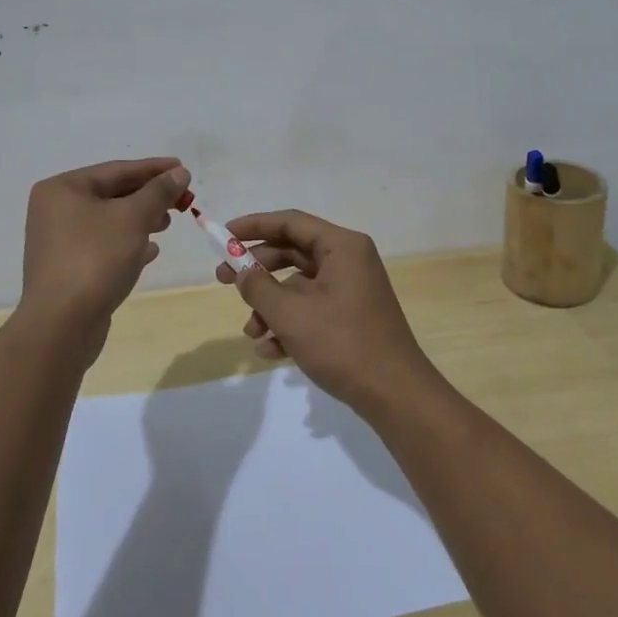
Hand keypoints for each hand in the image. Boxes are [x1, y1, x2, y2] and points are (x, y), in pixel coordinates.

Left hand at [21, 158, 189, 335]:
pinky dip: (128, 244)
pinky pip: (103, 246)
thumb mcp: (133, 218)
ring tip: (168, 224)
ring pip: (109, 222)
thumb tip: (180, 172)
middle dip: (148, 197)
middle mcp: (55, 211)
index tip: (183, 169)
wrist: (62, 324)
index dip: (153, 168)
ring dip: (141, 220)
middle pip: (112, 194)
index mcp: (62, 189)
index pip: (116, 170)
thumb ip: (158, 192)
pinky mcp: (68, 269)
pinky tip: (151, 252)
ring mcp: (59, 242)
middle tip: (182, 200)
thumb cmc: (95, 259)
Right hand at [213, 209, 432, 415]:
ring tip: (250, 333)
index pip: (290, 222)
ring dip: (270, 306)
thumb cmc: (342, 344)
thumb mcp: (291, 314)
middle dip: (256, 270)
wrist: (395, 395)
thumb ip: (258, 287)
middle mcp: (348, 260)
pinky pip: (311, 309)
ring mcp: (351, 290)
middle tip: (222, 280)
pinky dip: (289, 325)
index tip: (223, 236)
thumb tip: (241, 272)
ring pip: (298, 286)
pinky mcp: (350, 317)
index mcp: (341, 246)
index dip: (253, 226)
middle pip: (292, 252)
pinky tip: (269, 350)